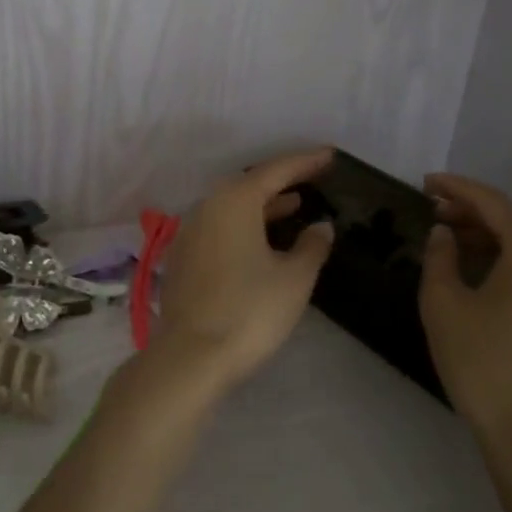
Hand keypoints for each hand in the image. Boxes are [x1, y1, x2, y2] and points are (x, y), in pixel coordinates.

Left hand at [147, 147, 336, 398]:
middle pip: (248, 186)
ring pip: (231, 208)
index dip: (305, 162)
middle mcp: (207, 207)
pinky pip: (219, 228)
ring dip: (263, 205)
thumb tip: (321, 226)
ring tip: (294, 207)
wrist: (191, 356)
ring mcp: (189, 233)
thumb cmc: (250, 311)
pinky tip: (261, 242)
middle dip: (281, 182)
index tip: (329, 155)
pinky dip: (244, 226)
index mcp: (234, 201)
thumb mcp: (294, 278)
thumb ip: (311, 246)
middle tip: (312, 180)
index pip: (275, 171)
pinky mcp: (182, 259)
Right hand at [418, 173, 511, 458]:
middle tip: (434, 217)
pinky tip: (491, 286)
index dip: (456, 188)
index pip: (492, 203)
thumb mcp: (443, 305)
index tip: (427, 182)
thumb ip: (439, 257)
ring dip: (493, 245)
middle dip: (473, 217)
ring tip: (457, 250)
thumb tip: (445, 235)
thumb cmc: (484, 365)